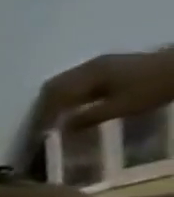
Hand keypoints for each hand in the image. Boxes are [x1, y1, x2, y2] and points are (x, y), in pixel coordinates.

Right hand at [32, 46, 173, 138]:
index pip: (54, 97)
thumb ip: (89, 117)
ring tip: (57, 115)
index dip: (45, 115)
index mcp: (87, 75)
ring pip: (64, 82)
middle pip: (53, 87)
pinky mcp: (110, 65)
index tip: (41, 132)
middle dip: (46, 106)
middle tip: (45, 123)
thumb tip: (62, 129)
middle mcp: (87, 66)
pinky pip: (78, 79)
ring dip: (57, 99)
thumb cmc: (155, 87)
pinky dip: (70, 93)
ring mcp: (100, 63)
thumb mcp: (123, 106)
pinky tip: (77, 103)